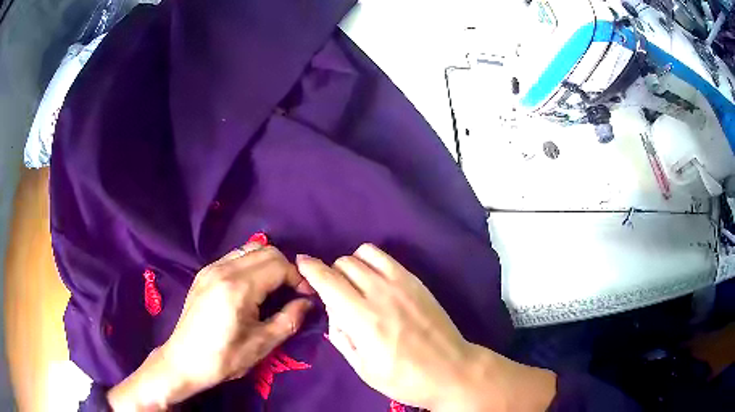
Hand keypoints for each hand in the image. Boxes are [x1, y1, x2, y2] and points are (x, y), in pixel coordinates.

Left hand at [108, 243, 313, 410]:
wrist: (184, 361)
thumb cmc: (223, 358)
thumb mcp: (262, 345)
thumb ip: (289, 320)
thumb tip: (307, 302)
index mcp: (238, 288)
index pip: (279, 265)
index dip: (298, 278)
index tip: (306, 296)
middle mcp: (223, 269)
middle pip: (266, 250)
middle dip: (286, 268)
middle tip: (292, 293)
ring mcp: (211, 268)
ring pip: (250, 249)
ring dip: (268, 264)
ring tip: (274, 289)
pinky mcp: (204, 273)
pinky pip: (235, 256)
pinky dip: (251, 265)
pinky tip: (252, 288)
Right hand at [296, 244, 555, 411]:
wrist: (451, 370)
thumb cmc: (404, 378)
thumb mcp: (362, 367)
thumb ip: (340, 335)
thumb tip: (333, 310)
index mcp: (362, 318)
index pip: (328, 280)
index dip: (310, 268)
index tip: (301, 263)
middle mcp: (380, 293)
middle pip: (344, 263)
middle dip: (331, 274)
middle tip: (336, 294)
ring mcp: (402, 283)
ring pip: (364, 253)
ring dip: (352, 265)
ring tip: (356, 285)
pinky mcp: (417, 281)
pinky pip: (387, 258)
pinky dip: (373, 262)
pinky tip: (376, 281)